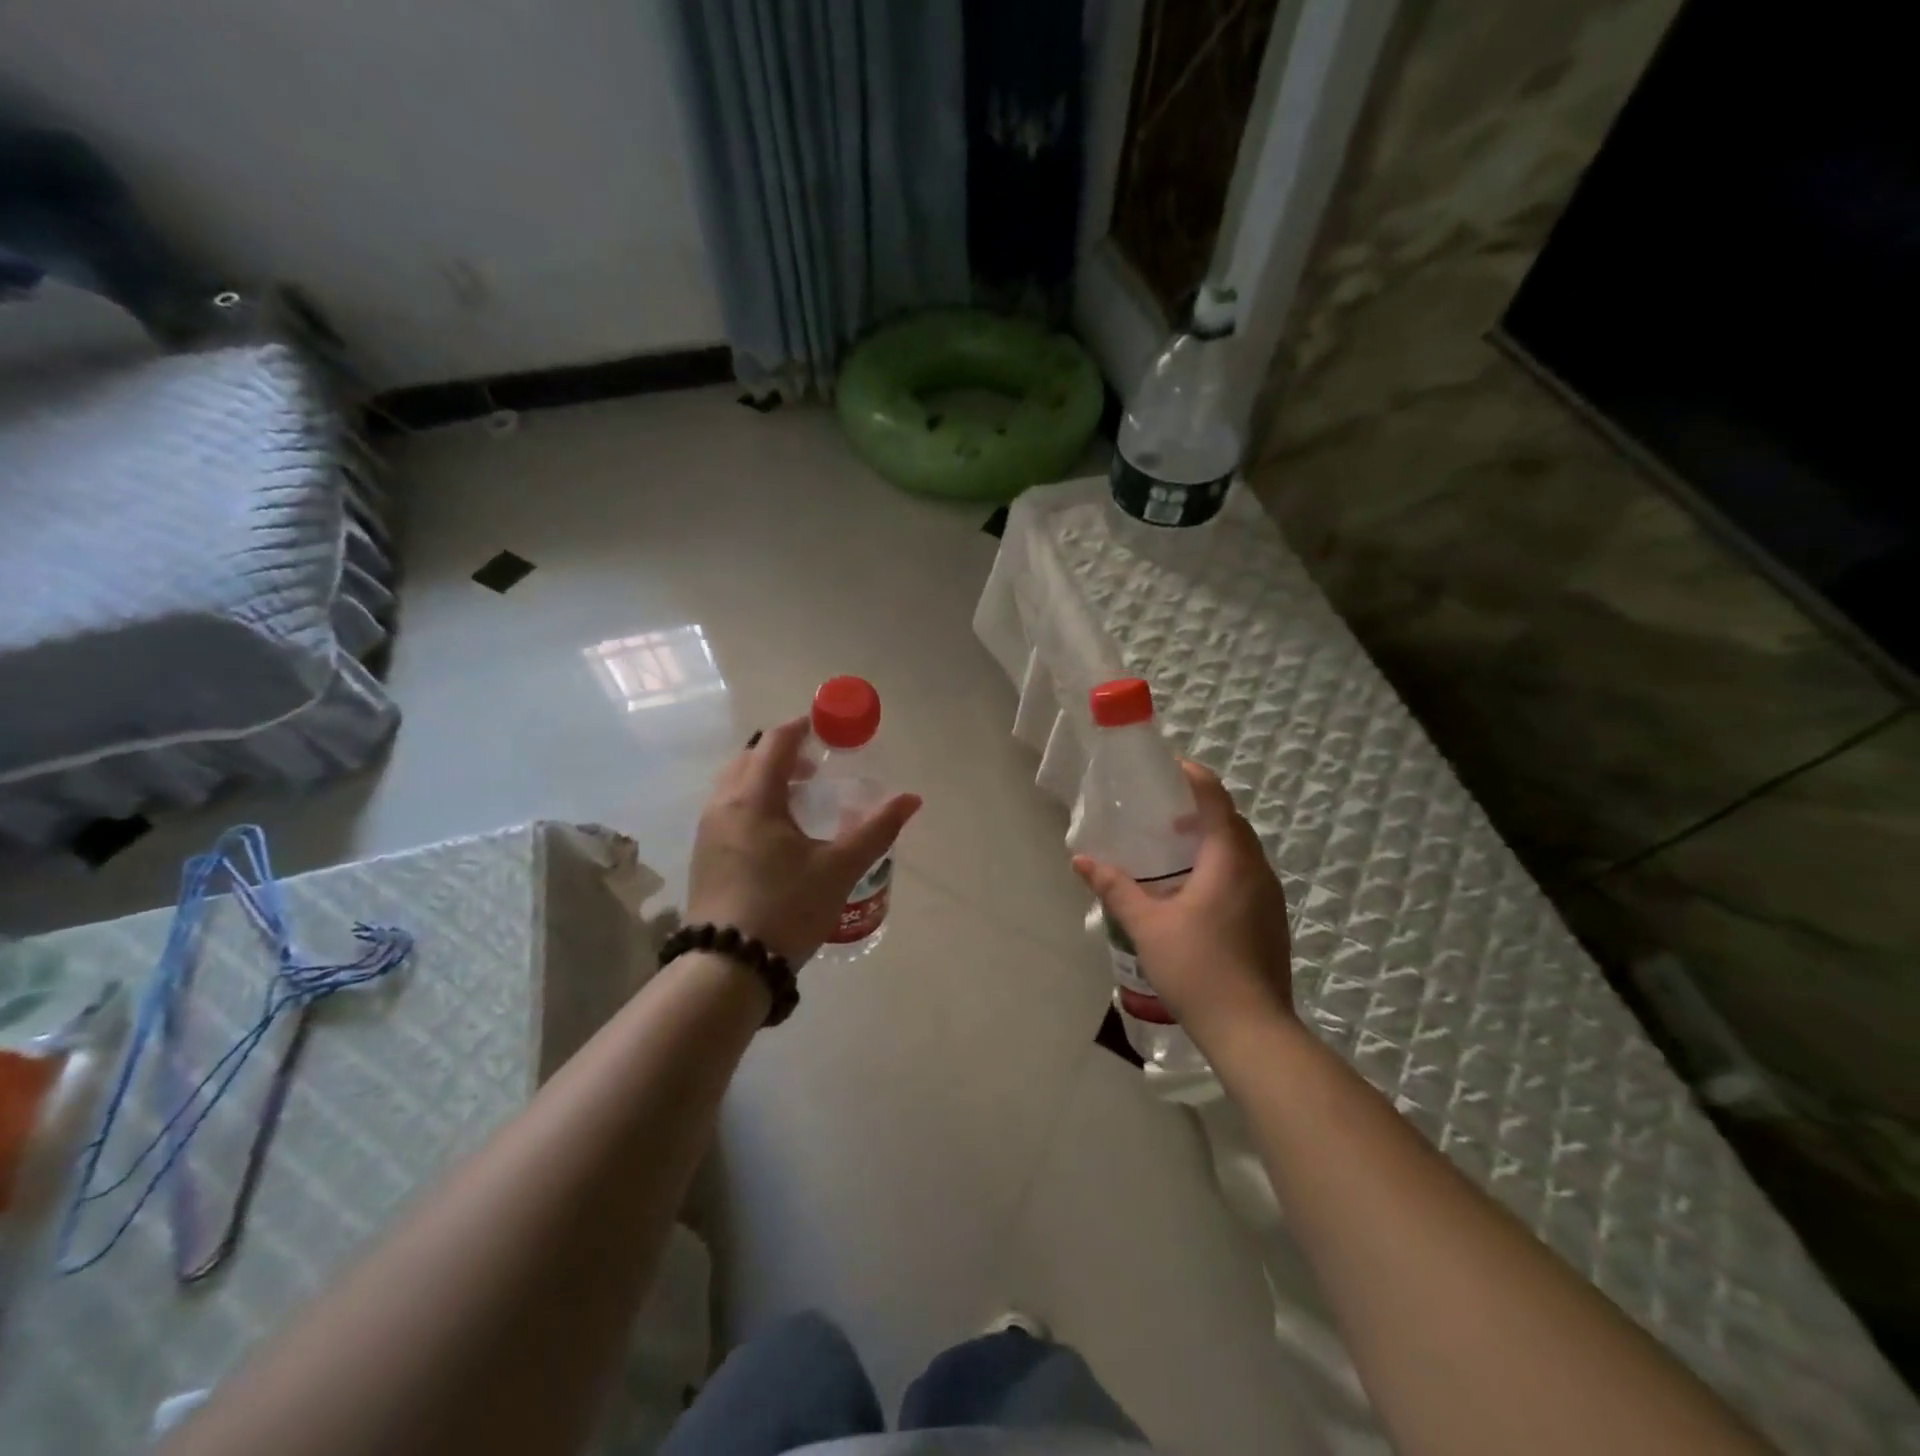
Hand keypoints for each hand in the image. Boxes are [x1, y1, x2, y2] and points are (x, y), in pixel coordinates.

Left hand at [686, 717, 920, 964]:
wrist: (728, 966)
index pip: (776, 742)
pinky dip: (753, 801)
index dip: (803, 727)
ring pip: (736, 784)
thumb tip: (911, 799)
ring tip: (801, 798)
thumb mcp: (839, 868)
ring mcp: (708, 831)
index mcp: (753, 798)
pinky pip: (729, 808)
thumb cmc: (786, 907)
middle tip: (817, 765)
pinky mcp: (704, 855)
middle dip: (784, 752)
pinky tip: (778, 832)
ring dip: (767, 778)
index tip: (828, 727)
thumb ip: (876, 829)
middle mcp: (723, 805)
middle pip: (751, 758)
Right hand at [1072, 760, 1293, 1048]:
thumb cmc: (1197, 968)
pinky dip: (1222, 865)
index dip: (1194, 776)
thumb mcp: (1146, 926)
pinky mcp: (1272, 920)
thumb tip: (1081, 861)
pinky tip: (1194, 889)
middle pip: (1232, 822)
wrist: (1251, 1030)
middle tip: (1162, 810)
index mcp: (1230, 860)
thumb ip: (1115, 888)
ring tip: (1174, 847)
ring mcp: (1270, 897)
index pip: (1216, 799)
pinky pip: (1246, 874)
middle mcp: (1257, 870)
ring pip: (1242, 850)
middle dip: (1201, 808)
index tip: (1168, 767)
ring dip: (1212, 839)